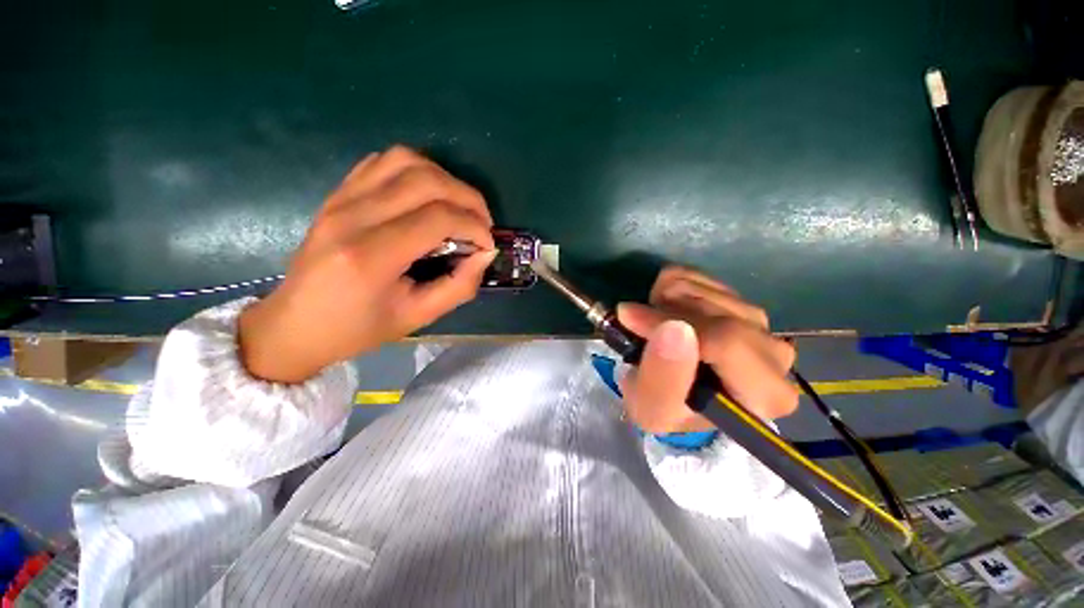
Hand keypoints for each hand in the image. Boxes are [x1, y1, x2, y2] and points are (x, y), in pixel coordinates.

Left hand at [239, 146, 495, 382]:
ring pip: (405, 160)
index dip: (474, 227)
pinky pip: (382, 162)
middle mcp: (353, 217)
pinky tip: (427, 196)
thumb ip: (460, 285)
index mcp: (371, 256)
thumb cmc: (359, 328)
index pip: (438, 218)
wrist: (296, 324)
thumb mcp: (418, 317)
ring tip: (458, 207)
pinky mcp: (337, 194)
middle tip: (481, 223)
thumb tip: (486, 253)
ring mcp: (340, 199)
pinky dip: (416, 171)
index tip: (487, 244)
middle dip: (468, 198)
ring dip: (445, 179)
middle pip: (427, 180)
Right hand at [617, 266, 797, 433]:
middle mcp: (775, 354)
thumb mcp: (653, 408)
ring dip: (665, 301)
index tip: (630, 318)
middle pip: (717, 311)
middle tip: (638, 325)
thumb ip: (662, 378)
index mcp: (765, 393)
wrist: (676, 393)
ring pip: (707, 290)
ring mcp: (760, 322)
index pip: (727, 342)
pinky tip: (663, 308)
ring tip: (652, 323)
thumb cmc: (667, 407)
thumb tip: (673, 330)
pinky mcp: (739, 300)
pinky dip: (671, 286)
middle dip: (665, 312)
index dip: (672, 323)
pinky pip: (700, 276)